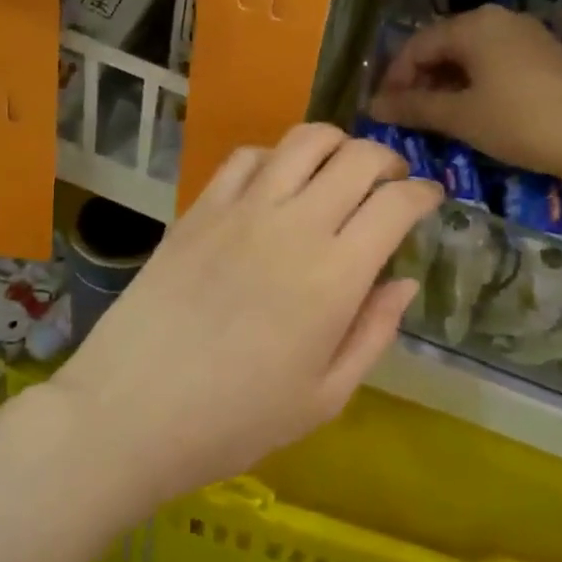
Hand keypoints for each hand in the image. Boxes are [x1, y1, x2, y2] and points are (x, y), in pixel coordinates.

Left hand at [49, 124, 442, 505]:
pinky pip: (246, 157)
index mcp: (335, 276)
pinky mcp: (199, 209)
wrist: (129, 413)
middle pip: (357, 158)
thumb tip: (404, 282)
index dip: (425, 194)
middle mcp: (294, 226)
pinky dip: (276, 156)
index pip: (396, 205)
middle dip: (388, 160)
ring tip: (340, 169)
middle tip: (392, 182)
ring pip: (303, 141)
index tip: (432, 199)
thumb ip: (372, 333)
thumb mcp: (324, 398)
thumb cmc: (235, 421)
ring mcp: (241, 210)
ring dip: (336, 144)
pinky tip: (277, 181)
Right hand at [368, 6, 561, 181]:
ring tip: (433, 121)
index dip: (393, 79)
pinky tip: (471, 116)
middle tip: (404, 118)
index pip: (416, 46)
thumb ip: (415, 108)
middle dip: (418, 82)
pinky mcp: (543, 59)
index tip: (380, 112)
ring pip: (469, 58)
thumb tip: (373, 106)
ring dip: (445, 87)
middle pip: (442, 47)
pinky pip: (493, 67)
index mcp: (473, 25)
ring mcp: (524, 38)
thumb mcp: (462, 116)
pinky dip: (473, 88)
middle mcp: (497, 21)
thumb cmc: (523, 121)